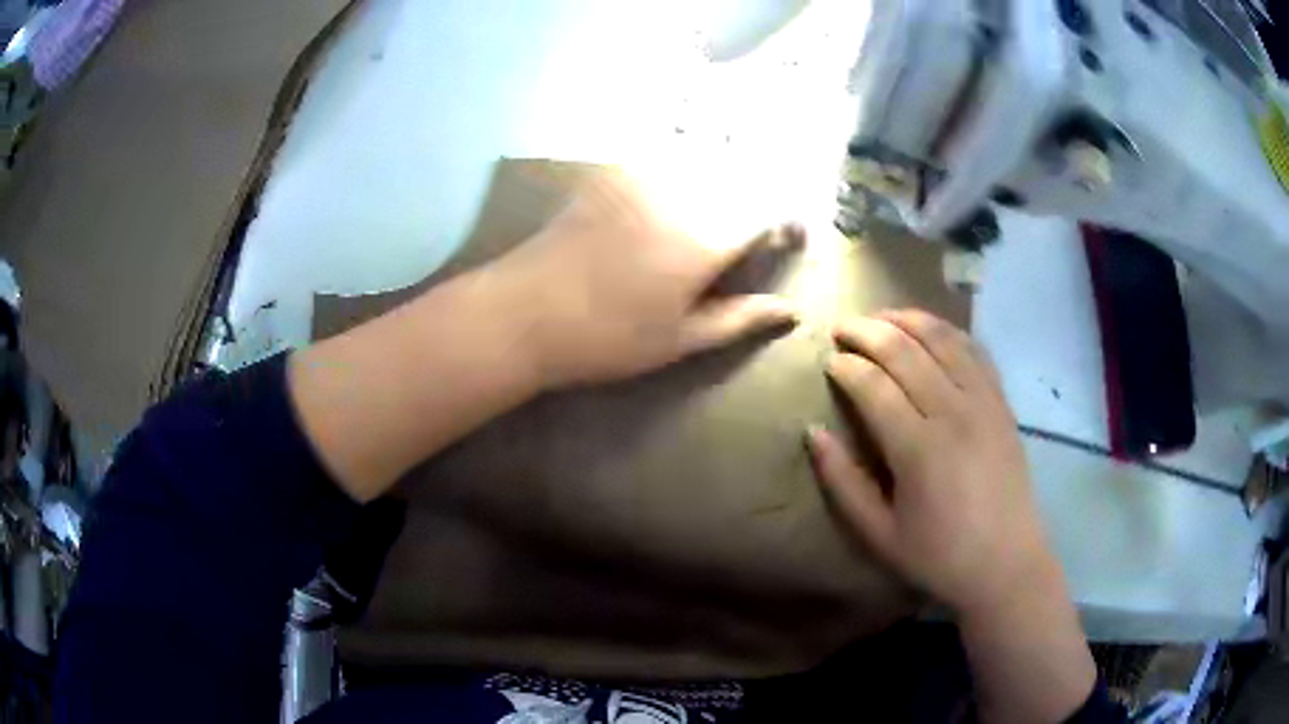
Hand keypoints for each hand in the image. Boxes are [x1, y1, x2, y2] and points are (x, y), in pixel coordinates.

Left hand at [491, 173, 801, 387]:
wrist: (524, 312)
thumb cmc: (607, 337)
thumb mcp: (680, 339)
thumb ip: (741, 318)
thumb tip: (791, 312)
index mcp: (706, 237)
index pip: (769, 210)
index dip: (788, 222)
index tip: (788, 240)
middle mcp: (682, 192)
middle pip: (742, 175)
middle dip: (760, 197)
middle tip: (756, 228)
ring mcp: (644, 175)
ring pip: (706, 158)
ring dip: (727, 176)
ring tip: (721, 208)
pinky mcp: (613, 171)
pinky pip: (664, 154)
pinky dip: (686, 163)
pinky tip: (677, 199)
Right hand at [806, 310, 1058, 615]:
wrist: (1006, 563)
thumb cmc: (938, 556)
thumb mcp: (878, 534)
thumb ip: (843, 482)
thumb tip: (812, 433)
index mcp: (918, 449)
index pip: (873, 386)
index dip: (846, 366)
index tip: (828, 360)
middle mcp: (953, 412)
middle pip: (905, 350)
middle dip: (867, 331)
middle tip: (842, 326)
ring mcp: (983, 402)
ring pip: (942, 339)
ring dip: (906, 319)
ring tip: (880, 315)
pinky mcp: (1001, 402)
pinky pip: (974, 350)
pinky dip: (948, 331)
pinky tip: (930, 328)